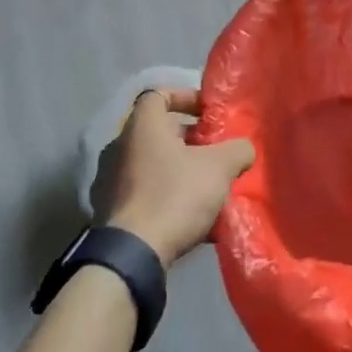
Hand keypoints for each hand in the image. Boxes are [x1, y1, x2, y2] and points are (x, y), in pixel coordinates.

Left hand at [95, 89, 254, 267]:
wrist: (131, 257)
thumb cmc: (175, 195)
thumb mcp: (220, 167)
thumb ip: (237, 149)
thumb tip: (243, 149)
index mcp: (141, 127)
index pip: (158, 94)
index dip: (185, 97)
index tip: (207, 113)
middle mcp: (119, 148)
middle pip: (158, 133)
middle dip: (190, 141)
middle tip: (215, 154)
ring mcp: (109, 182)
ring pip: (152, 166)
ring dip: (179, 172)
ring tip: (208, 190)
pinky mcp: (108, 214)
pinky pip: (144, 196)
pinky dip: (166, 199)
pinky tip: (192, 221)